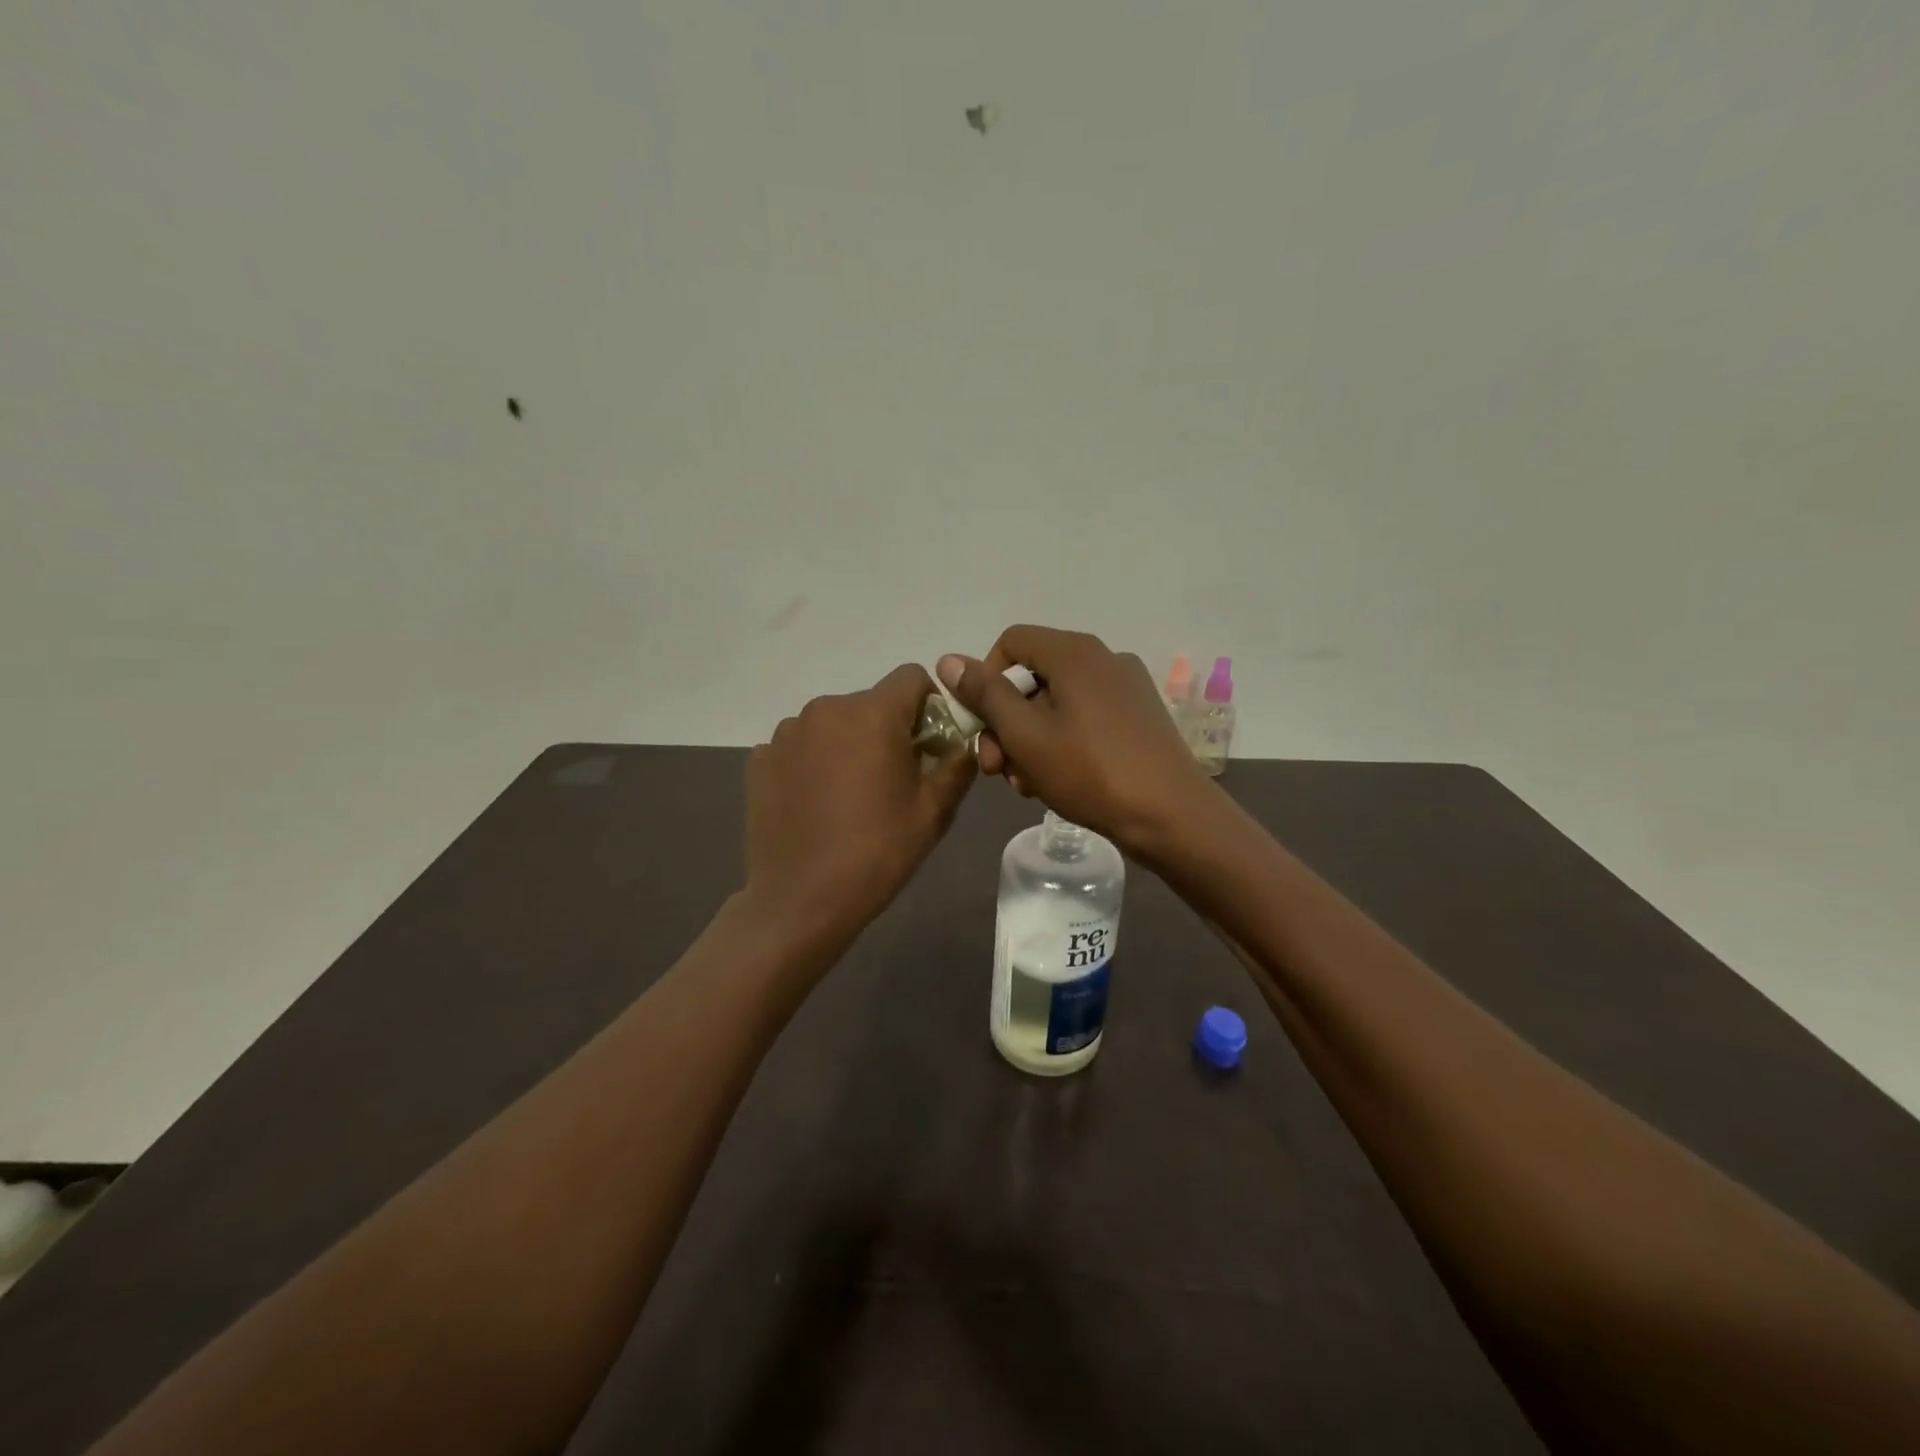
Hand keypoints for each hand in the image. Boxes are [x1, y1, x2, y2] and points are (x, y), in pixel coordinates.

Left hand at [745, 664, 975, 940]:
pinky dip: (812, 763)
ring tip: (848, 796)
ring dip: (848, 744)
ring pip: (833, 723)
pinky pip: (800, 746)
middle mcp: (826, 709)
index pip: (911, 677)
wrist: (801, 899)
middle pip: (871, 703)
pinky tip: (815, 804)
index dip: (928, 705)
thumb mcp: (934, 811)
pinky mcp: (760, 759)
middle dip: (887, 729)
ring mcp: (787, 733)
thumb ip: (957, 765)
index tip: (928, 745)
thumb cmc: (878, 852)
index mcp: (873, 713)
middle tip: (892, 780)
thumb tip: (964, 744)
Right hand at [936, 626, 1213, 861]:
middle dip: (1005, 723)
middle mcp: (1103, 658)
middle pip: (1033, 677)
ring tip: (1027, 785)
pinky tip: (1059, 782)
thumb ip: (985, 695)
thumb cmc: (1090, 772)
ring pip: (1057, 703)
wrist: (1171, 816)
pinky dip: (1062, 743)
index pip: (1010, 642)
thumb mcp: (1025, 736)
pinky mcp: (1139, 717)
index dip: (985, 679)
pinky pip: (1085, 718)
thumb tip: (948, 660)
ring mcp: (1126, 687)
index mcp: (1075, 653)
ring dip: (1030, 740)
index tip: (982, 726)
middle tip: (996, 771)